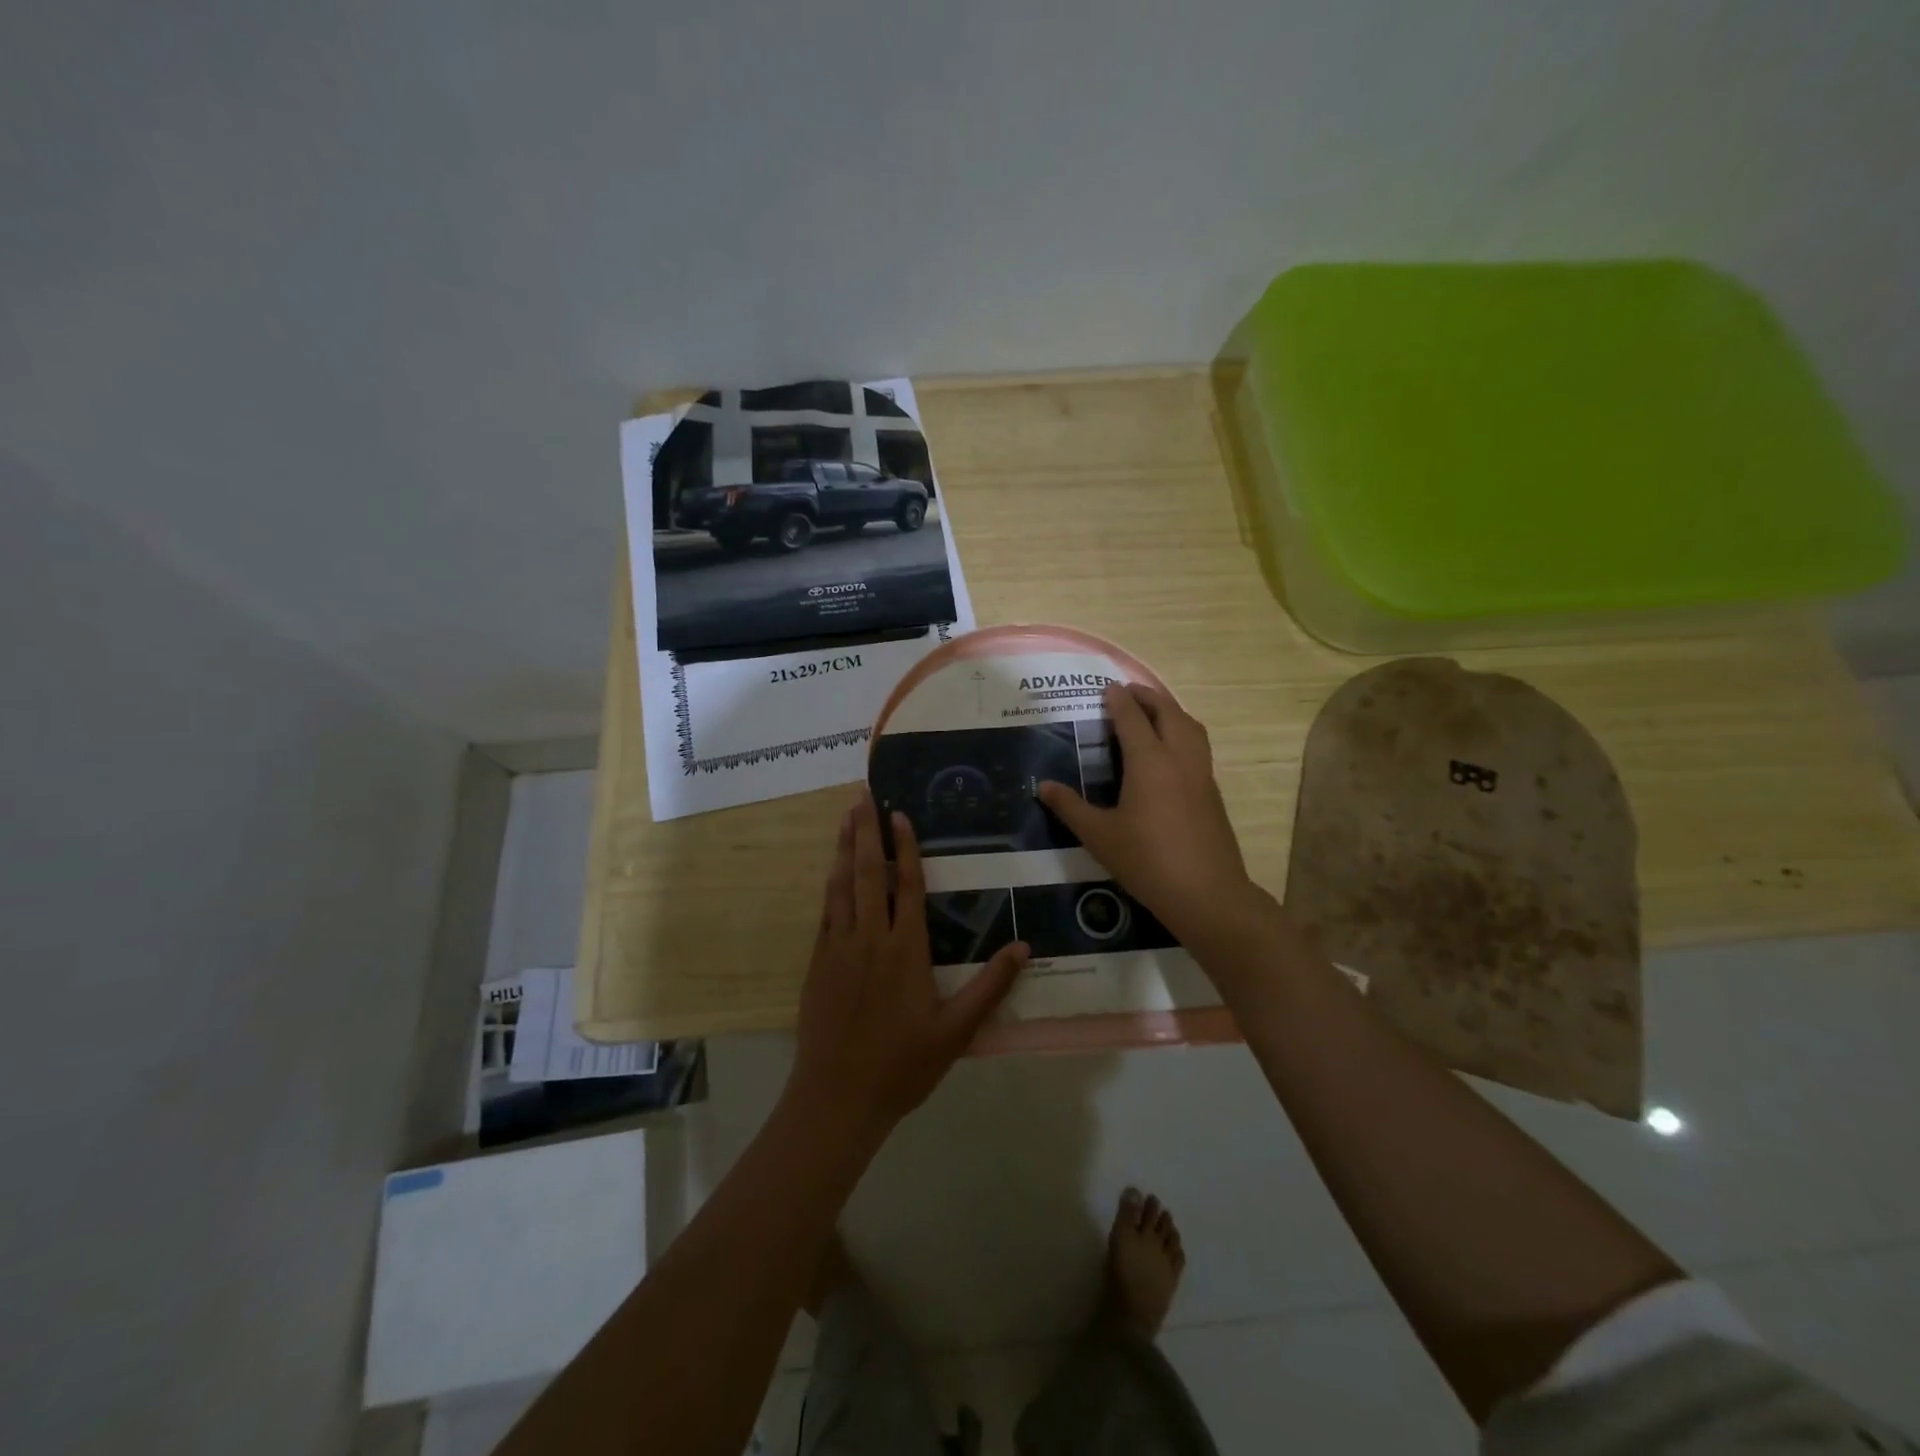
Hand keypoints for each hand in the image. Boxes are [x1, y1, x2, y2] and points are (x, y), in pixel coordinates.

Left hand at [788, 794, 1029, 1138]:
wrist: (837, 1098)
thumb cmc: (903, 1064)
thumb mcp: (957, 1031)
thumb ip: (990, 986)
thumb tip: (1024, 947)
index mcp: (905, 950)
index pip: (906, 886)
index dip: (904, 847)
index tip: (899, 814)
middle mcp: (870, 939)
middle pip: (867, 874)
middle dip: (866, 832)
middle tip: (861, 795)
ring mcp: (839, 949)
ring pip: (841, 887)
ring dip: (843, 849)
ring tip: (844, 817)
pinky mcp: (818, 963)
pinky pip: (826, 912)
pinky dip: (829, 885)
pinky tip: (831, 872)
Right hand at [1038, 683, 1259, 944]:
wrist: (1207, 893)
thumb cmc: (1147, 861)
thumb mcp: (1099, 836)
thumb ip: (1070, 807)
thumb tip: (1042, 786)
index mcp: (1149, 762)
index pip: (1132, 718)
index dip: (1118, 700)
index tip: (1106, 688)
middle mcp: (1179, 758)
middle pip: (1167, 712)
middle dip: (1148, 697)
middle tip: (1128, 693)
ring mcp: (1202, 773)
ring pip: (1190, 726)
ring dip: (1170, 711)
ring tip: (1152, 713)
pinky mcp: (1213, 791)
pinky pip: (1198, 746)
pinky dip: (1183, 732)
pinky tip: (1170, 753)